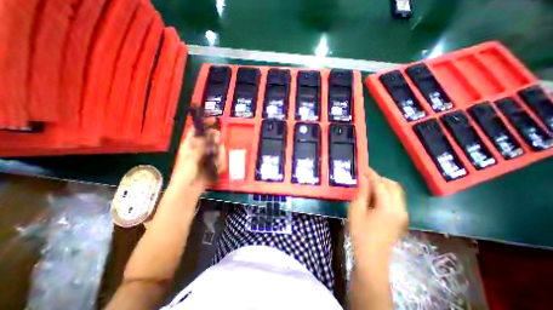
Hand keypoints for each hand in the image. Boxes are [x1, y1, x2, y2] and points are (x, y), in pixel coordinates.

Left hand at [169, 128, 227, 195]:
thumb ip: (199, 147)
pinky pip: (220, 160)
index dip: (204, 124)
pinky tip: (218, 169)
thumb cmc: (184, 174)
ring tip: (217, 163)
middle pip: (211, 139)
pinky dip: (221, 164)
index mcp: (190, 145)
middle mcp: (200, 149)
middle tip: (219, 145)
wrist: (188, 191)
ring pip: (218, 149)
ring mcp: (207, 157)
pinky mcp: (213, 164)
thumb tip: (205, 135)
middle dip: (216, 142)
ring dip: (220, 156)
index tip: (213, 120)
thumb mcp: (190, 159)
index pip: (196, 131)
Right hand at [347, 169, 406, 257]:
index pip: (381, 184)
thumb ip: (362, 192)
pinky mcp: (401, 217)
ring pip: (396, 191)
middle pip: (392, 185)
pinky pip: (396, 198)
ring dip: (383, 184)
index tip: (362, 167)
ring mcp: (403, 213)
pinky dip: (386, 191)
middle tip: (364, 177)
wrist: (372, 256)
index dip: (371, 174)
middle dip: (378, 178)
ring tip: (368, 184)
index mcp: (388, 208)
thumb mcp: (356, 210)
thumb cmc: (360, 233)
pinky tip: (375, 195)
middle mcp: (400, 208)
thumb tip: (363, 178)